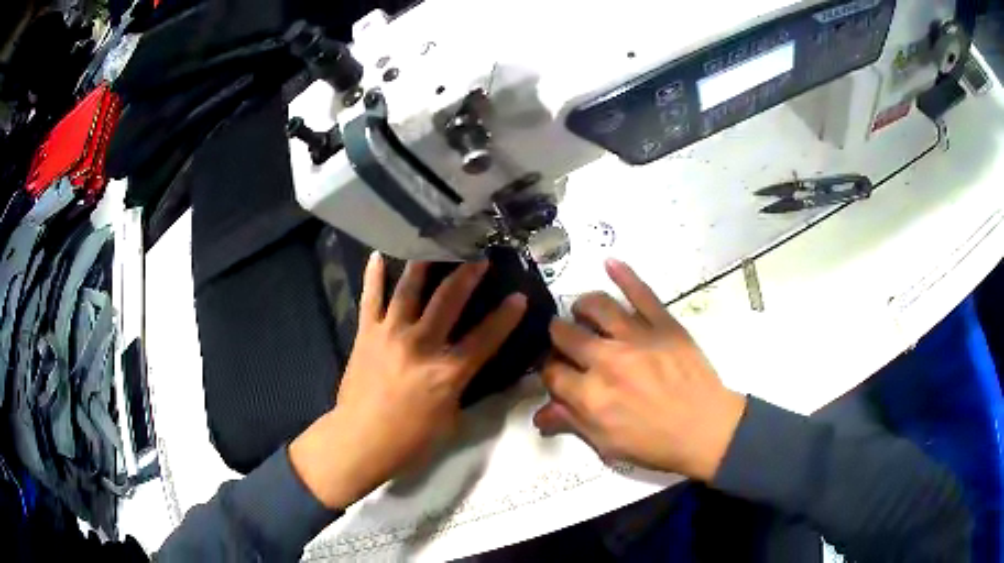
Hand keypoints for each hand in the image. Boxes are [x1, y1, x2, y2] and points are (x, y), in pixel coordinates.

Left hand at [291, 254, 526, 508]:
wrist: (360, 440)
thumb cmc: (410, 440)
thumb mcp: (451, 420)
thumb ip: (461, 388)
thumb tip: (469, 368)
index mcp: (447, 372)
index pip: (485, 338)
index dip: (506, 317)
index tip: (519, 296)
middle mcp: (421, 345)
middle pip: (449, 301)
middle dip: (468, 275)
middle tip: (479, 256)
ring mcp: (391, 335)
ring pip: (409, 290)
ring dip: (425, 264)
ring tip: (436, 243)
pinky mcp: (366, 334)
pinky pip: (371, 299)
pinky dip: (374, 276)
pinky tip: (377, 255)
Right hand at [534, 259, 745, 480]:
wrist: (706, 429)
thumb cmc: (655, 443)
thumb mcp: (608, 444)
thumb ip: (572, 423)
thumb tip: (540, 413)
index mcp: (590, 395)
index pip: (551, 371)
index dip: (550, 371)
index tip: (558, 373)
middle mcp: (607, 360)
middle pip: (565, 334)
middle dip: (558, 337)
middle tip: (566, 341)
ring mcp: (637, 337)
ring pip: (597, 306)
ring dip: (582, 306)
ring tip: (583, 311)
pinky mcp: (664, 323)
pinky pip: (641, 292)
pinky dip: (624, 274)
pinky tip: (610, 263)